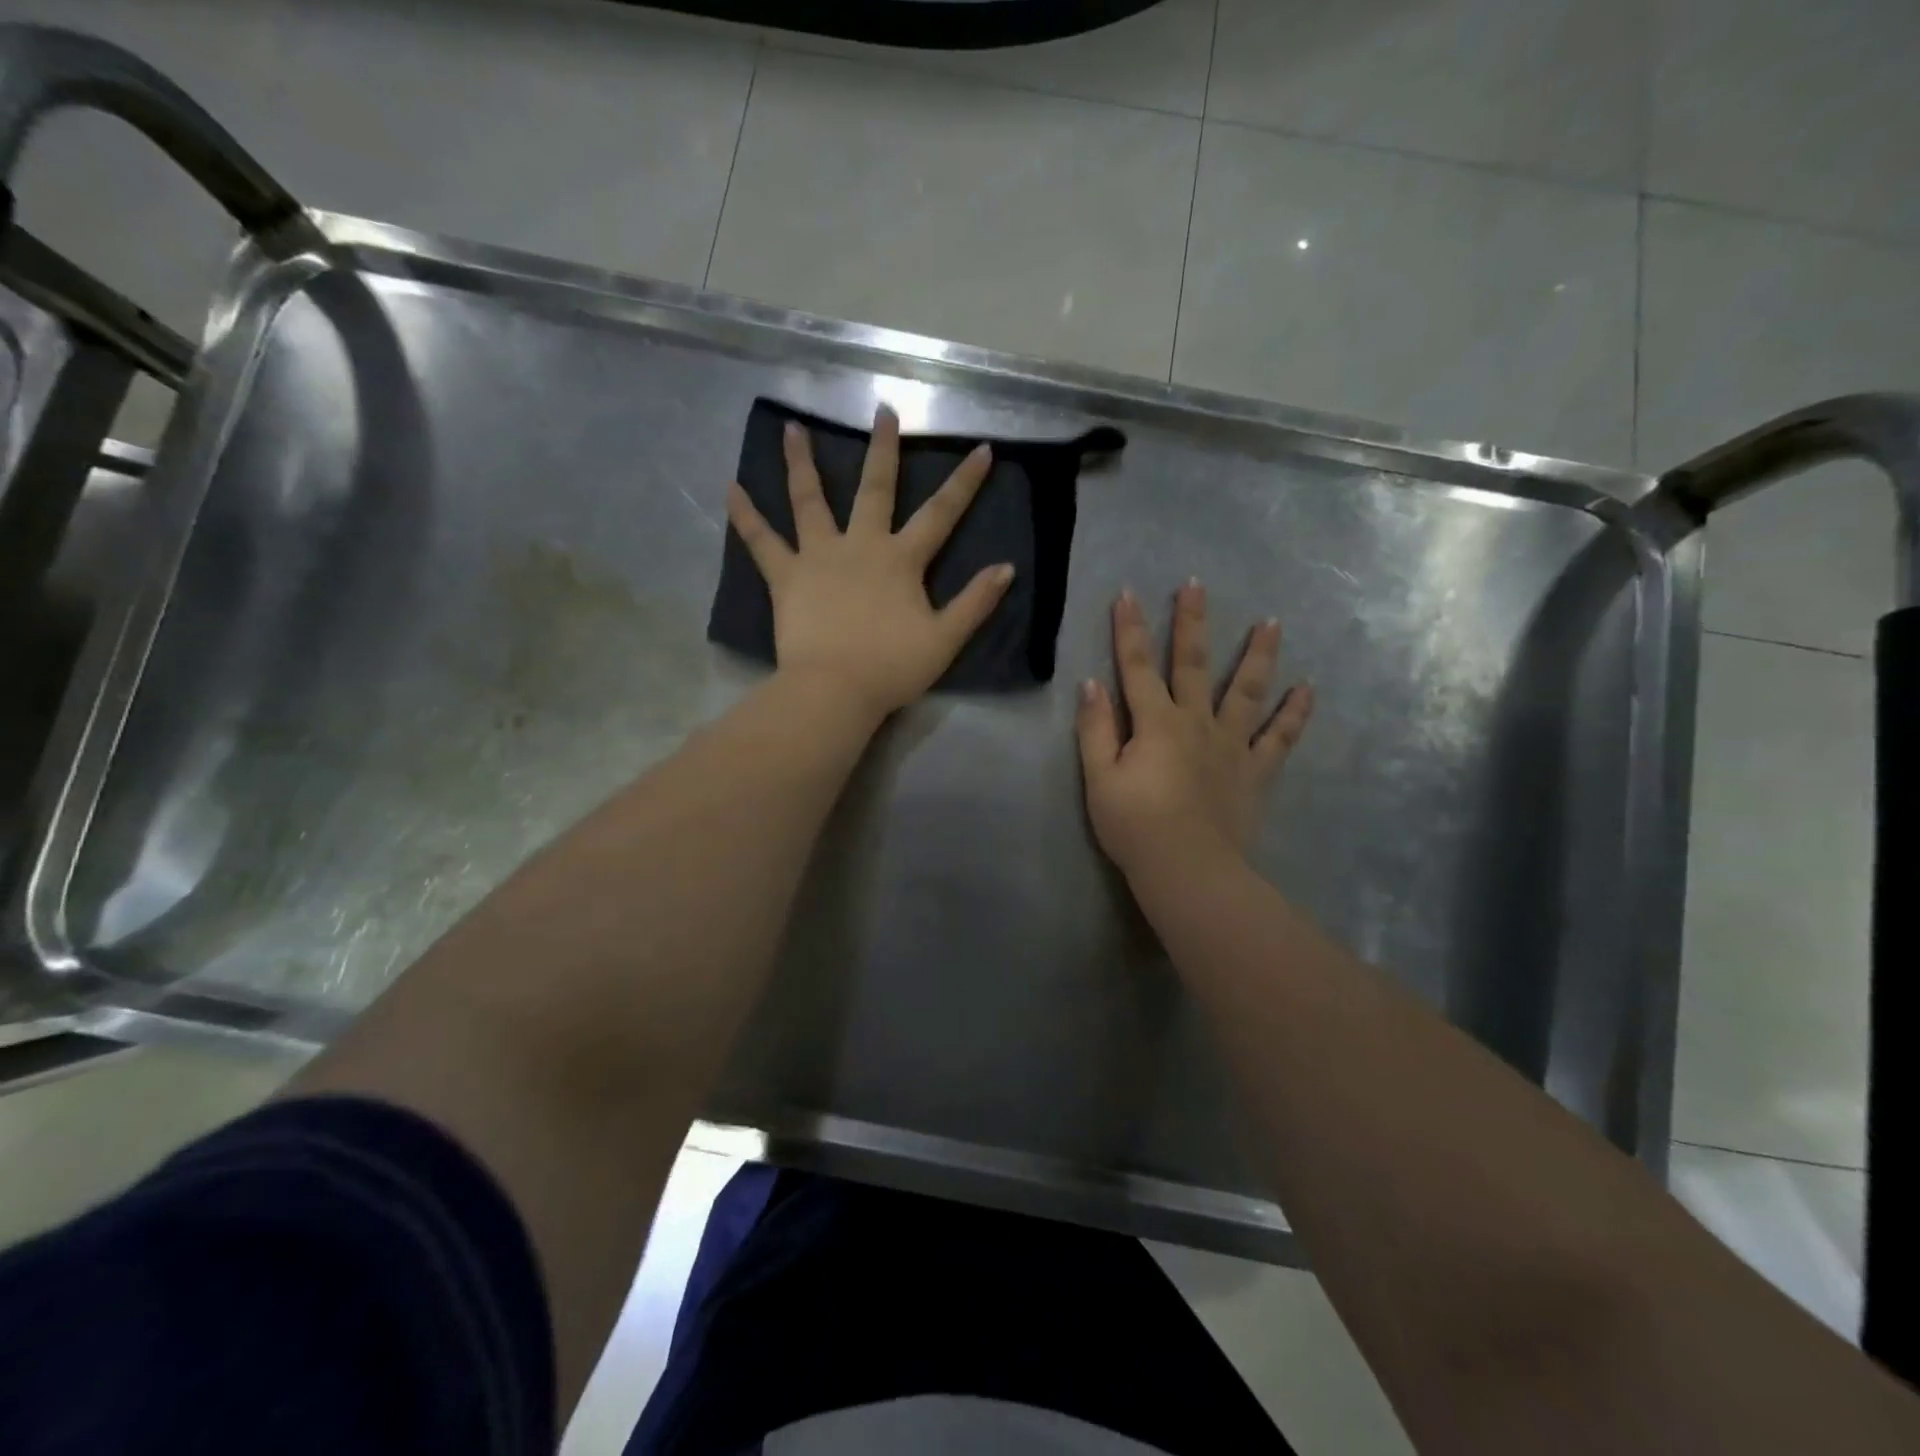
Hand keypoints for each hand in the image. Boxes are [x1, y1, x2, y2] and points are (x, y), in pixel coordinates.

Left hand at [726, 406, 1014, 720]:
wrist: (834, 690)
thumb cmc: (891, 668)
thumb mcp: (945, 640)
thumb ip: (975, 603)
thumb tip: (1007, 568)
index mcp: (900, 560)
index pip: (940, 514)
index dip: (964, 483)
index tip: (982, 449)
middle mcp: (860, 545)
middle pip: (874, 489)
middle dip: (882, 449)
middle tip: (882, 411)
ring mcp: (818, 556)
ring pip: (809, 500)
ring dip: (801, 463)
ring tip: (792, 428)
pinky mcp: (786, 576)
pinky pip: (761, 541)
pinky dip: (745, 515)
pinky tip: (730, 489)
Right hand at [1077, 581, 1313, 883]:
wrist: (1188, 869)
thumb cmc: (1135, 826)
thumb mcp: (1100, 779)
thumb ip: (1096, 730)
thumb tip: (1091, 684)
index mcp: (1155, 723)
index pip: (1136, 667)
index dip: (1128, 630)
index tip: (1127, 593)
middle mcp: (1196, 722)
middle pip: (1193, 664)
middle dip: (1191, 623)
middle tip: (1196, 586)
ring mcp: (1232, 745)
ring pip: (1247, 690)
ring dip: (1258, 655)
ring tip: (1272, 623)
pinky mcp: (1255, 771)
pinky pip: (1280, 738)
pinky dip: (1294, 713)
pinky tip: (1307, 689)